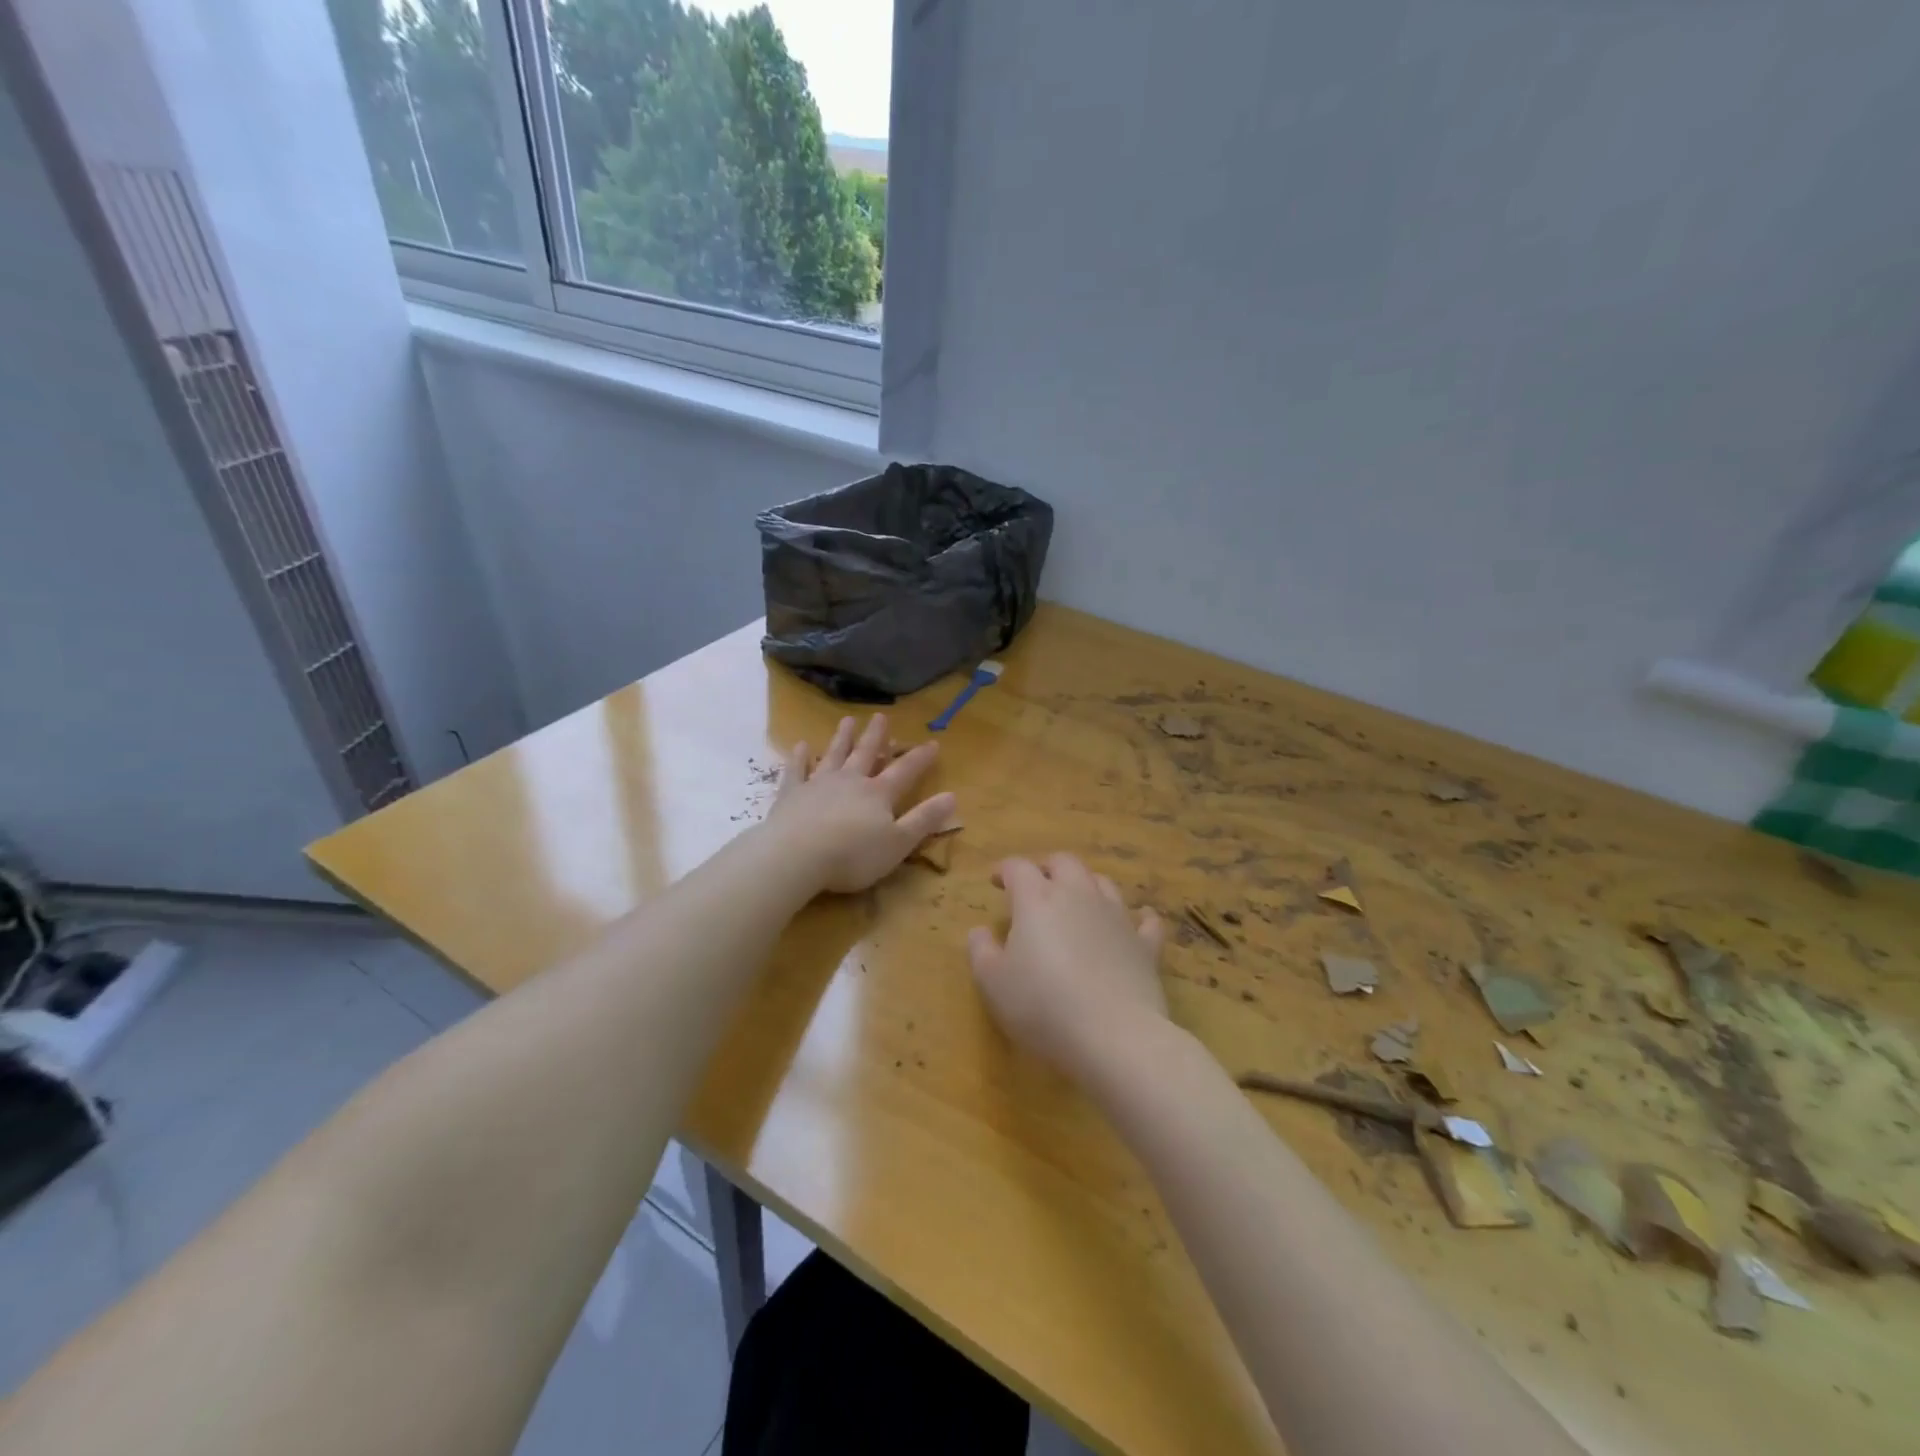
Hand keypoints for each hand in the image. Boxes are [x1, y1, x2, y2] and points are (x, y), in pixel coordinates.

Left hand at [765, 714, 956, 894]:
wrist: (797, 856)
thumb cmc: (853, 855)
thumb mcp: (899, 843)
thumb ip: (924, 820)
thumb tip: (952, 796)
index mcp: (878, 794)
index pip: (905, 771)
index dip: (920, 758)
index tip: (933, 743)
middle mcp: (850, 781)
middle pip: (865, 754)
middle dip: (875, 736)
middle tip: (880, 716)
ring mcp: (818, 784)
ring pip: (833, 755)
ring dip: (842, 738)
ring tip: (847, 720)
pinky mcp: (791, 794)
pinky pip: (796, 770)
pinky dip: (799, 757)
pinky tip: (800, 746)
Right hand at [967, 854, 1166, 1079]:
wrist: (1113, 1035)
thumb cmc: (1042, 1005)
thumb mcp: (993, 983)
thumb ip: (981, 950)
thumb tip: (980, 930)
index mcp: (1037, 899)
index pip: (1018, 867)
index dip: (1004, 870)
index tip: (995, 881)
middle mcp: (1078, 895)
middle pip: (1064, 863)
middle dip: (1047, 867)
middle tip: (1035, 885)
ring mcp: (1116, 917)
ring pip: (1102, 883)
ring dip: (1087, 885)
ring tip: (1077, 900)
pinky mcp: (1145, 945)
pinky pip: (1145, 921)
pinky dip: (1138, 917)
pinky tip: (1138, 920)